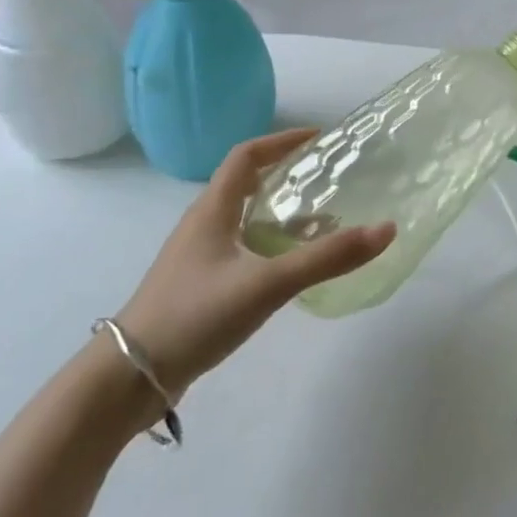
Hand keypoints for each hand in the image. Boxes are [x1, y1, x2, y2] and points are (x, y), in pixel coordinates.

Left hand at [114, 128, 395, 396]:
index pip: (246, 156)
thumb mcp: (267, 283)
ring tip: (325, 221)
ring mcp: (199, 257)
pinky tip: (294, 267)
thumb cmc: (195, 315)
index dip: (283, 141)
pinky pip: (244, 249)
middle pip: (247, 184)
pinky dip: (273, 245)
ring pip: (246, 219)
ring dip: (283, 212)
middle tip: (329, 177)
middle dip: (288, 175)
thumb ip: (327, 258)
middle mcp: (204, 225)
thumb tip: (387, 229)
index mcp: (213, 210)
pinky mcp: (201, 285)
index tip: (320, 139)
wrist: (130, 378)